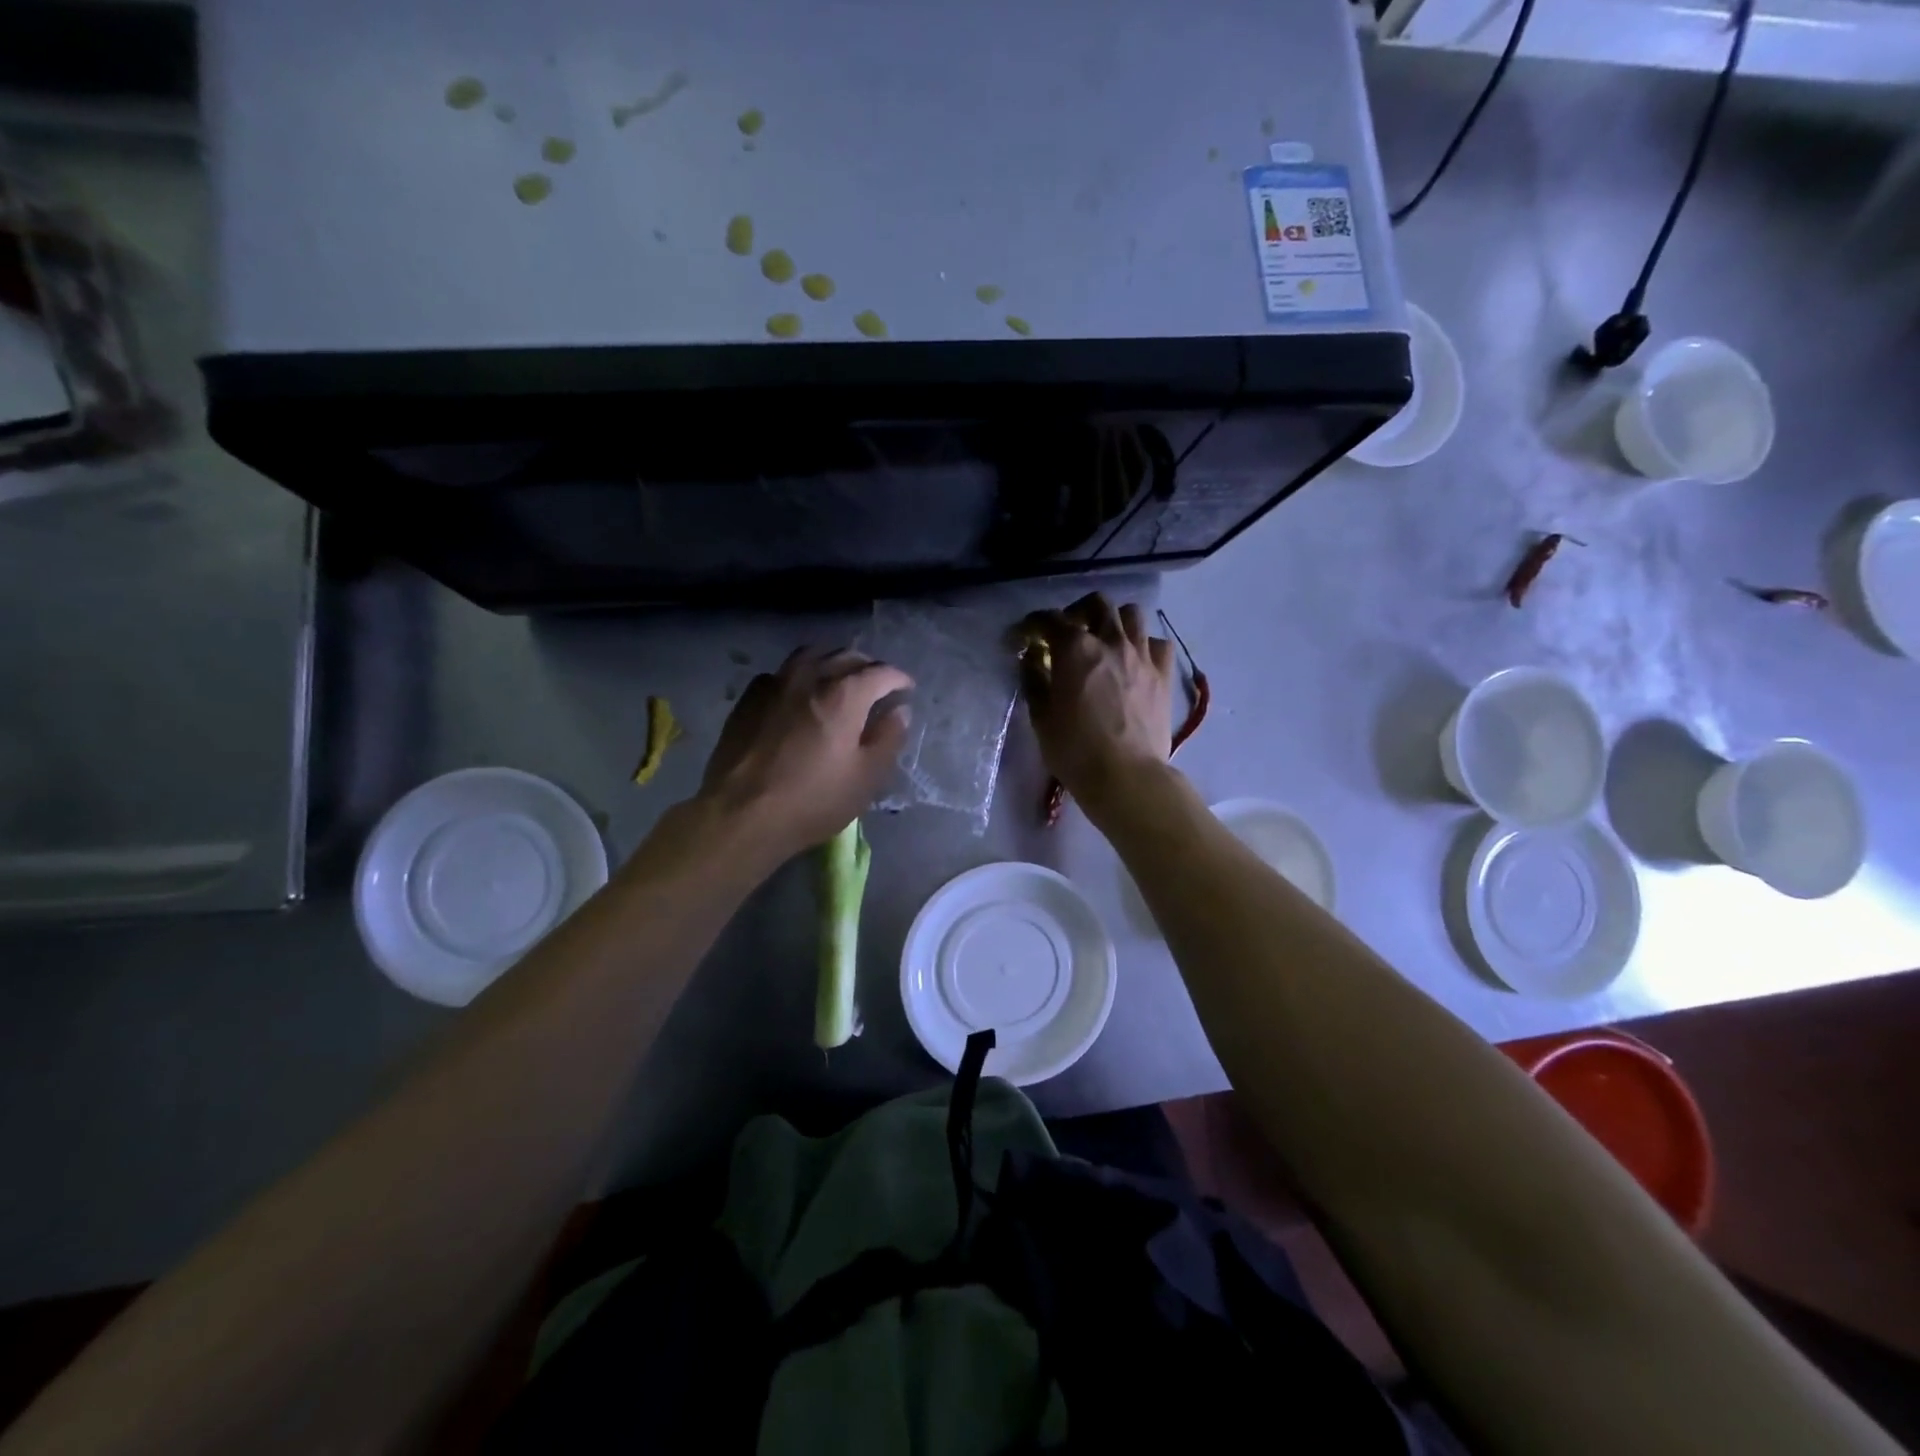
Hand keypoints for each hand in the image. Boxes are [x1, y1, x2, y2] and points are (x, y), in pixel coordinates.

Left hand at [696, 647, 912, 856]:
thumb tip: (900, 711)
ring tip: (838, 678)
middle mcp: (810, 677)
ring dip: (831, 662)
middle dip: (867, 666)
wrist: (740, 814)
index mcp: (844, 694)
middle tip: (877, 685)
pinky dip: (799, 676)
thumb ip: (889, 738)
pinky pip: (781, 673)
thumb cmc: (812, 800)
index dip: (898, 679)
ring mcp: (775, 684)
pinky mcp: (749, 698)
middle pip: (845, 656)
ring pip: (810, 656)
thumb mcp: (866, 777)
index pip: (880, 672)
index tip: (906, 689)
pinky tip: (798, 695)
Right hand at [1020, 593, 1173, 807]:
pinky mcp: (1163, 674)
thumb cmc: (1075, 750)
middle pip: (1097, 603)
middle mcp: (1111, 641)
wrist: (1126, 776)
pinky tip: (1135, 661)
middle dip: (1078, 611)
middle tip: (1067, 632)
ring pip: (1132, 615)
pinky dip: (1144, 645)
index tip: (1023, 636)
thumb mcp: (1041, 717)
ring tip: (1105, 641)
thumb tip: (1031, 658)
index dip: (1032, 624)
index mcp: (1075, 649)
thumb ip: (1034, 680)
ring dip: (1114, 621)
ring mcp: (1142, 655)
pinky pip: (1157, 643)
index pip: (1050, 619)